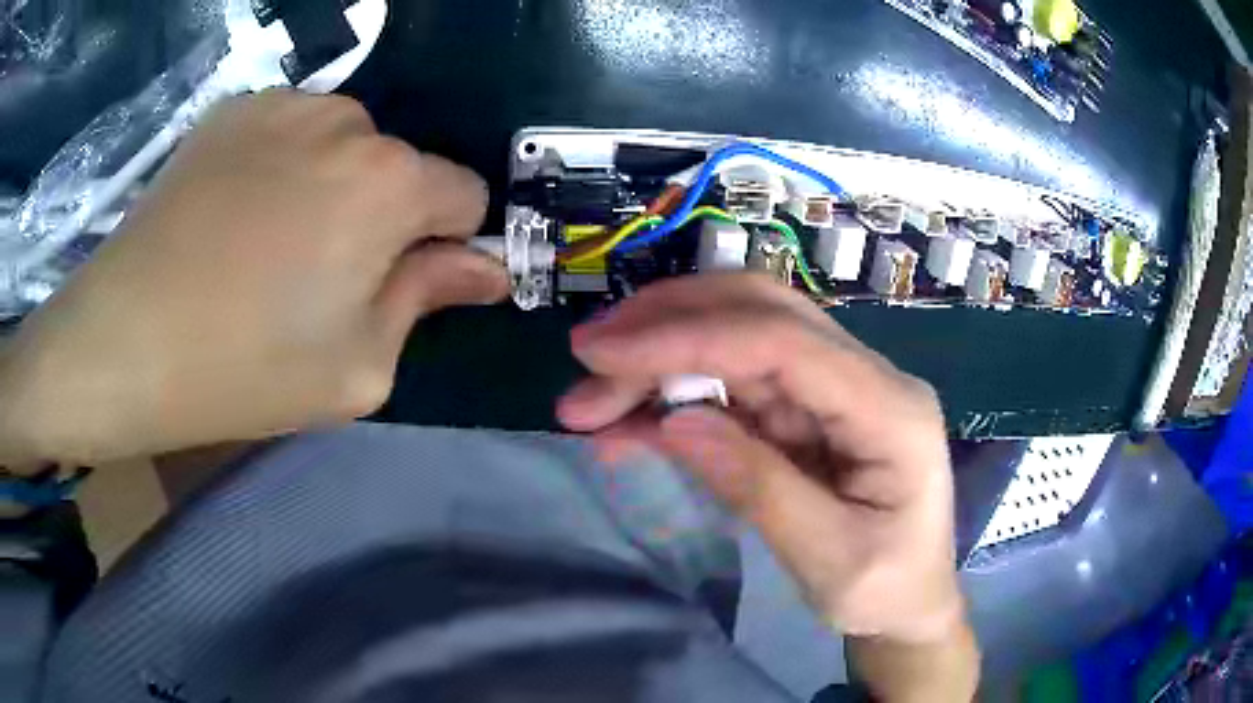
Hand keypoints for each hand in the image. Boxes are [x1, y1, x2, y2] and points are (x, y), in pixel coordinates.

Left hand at [0, 90, 507, 462]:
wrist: (125, 337)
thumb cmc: (244, 367)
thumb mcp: (357, 366)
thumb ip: (427, 300)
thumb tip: (483, 268)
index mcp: (390, 182)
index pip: (465, 194)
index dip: (446, 242)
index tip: (402, 281)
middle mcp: (349, 121)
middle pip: (399, 166)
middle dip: (381, 214)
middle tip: (320, 275)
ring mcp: (285, 104)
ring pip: (343, 143)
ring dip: (331, 184)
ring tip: (271, 243)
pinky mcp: (235, 108)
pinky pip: (288, 130)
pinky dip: (282, 164)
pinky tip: (236, 212)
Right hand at [557, 274, 976, 697]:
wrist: (910, 605)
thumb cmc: (885, 591)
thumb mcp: (828, 560)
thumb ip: (759, 489)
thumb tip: (675, 421)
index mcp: (890, 409)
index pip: (782, 342)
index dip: (688, 337)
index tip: (603, 355)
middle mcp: (865, 378)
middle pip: (761, 312)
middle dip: (666, 325)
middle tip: (587, 358)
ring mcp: (835, 389)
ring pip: (737, 340)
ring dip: (660, 358)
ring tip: (590, 402)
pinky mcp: (807, 410)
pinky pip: (734, 385)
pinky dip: (675, 396)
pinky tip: (628, 422)